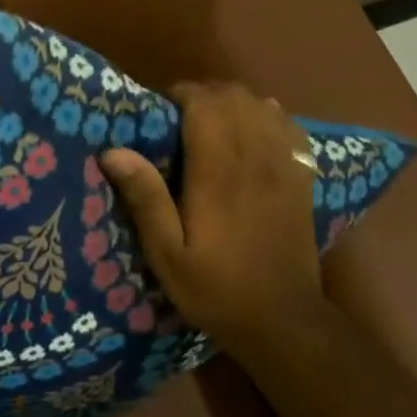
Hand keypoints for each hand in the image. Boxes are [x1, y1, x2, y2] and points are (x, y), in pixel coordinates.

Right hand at [98, 82, 321, 355]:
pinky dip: (269, 116)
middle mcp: (255, 159)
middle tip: (180, 116)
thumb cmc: (216, 288)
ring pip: (263, 106)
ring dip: (235, 102)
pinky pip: (289, 127)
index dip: (182, 95)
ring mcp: (284, 166)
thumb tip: (113, 150)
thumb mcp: (167, 255)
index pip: (206, 105)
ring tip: (212, 121)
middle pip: (235, 97)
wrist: (284, 322)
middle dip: (205, 94)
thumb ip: (145, 200)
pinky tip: (254, 130)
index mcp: (219, 174)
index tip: (161, 111)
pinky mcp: (302, 178)